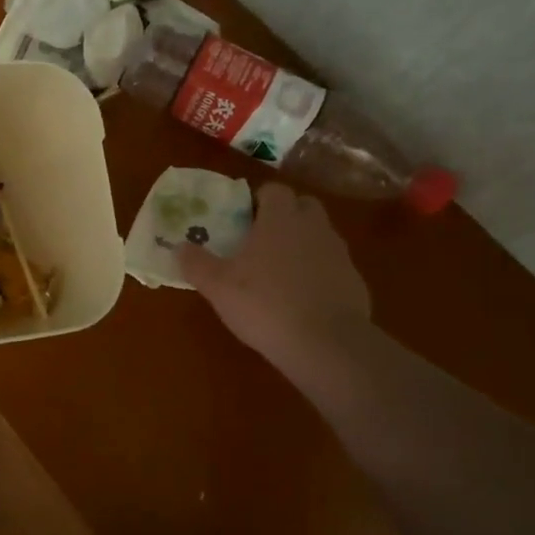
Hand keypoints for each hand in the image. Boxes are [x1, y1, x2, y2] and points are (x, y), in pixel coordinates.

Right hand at [178, 182, 371, 371]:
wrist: (327, 344)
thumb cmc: (265, 304)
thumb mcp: (218, 287)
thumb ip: (197, 264)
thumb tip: (180, 247)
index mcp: (280, 219)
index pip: (274, 190)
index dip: (259, 199)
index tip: (244, 218)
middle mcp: (313, 227)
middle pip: (303, 206)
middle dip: (285, 216)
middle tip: (262, 239)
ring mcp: (338, 254)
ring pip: (319, 235)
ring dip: (302, 244)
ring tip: (279, 272)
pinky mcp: (355, 281)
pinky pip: (332, 266)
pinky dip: (319, 273)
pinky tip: (302, 299)